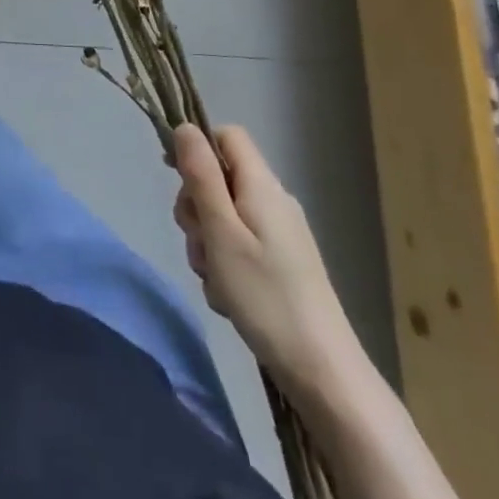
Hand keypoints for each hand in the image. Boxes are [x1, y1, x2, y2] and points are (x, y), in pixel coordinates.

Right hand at [172, 122, 363, 400]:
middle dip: (196, 207)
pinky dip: (224, 264)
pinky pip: (238, 246)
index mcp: (262, 186)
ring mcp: (279, 234)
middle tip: (200, 244)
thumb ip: (201, 176)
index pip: (226, 136)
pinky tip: (228, 296)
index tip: (175, 178)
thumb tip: (185, 126)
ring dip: (207, 243)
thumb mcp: (221, 231)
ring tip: (215, 279)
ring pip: (223, 216)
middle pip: (219, 179)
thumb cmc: (265, 295)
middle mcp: (273, 201)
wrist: (322, 371)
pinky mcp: (281, 264)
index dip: (197, 148)